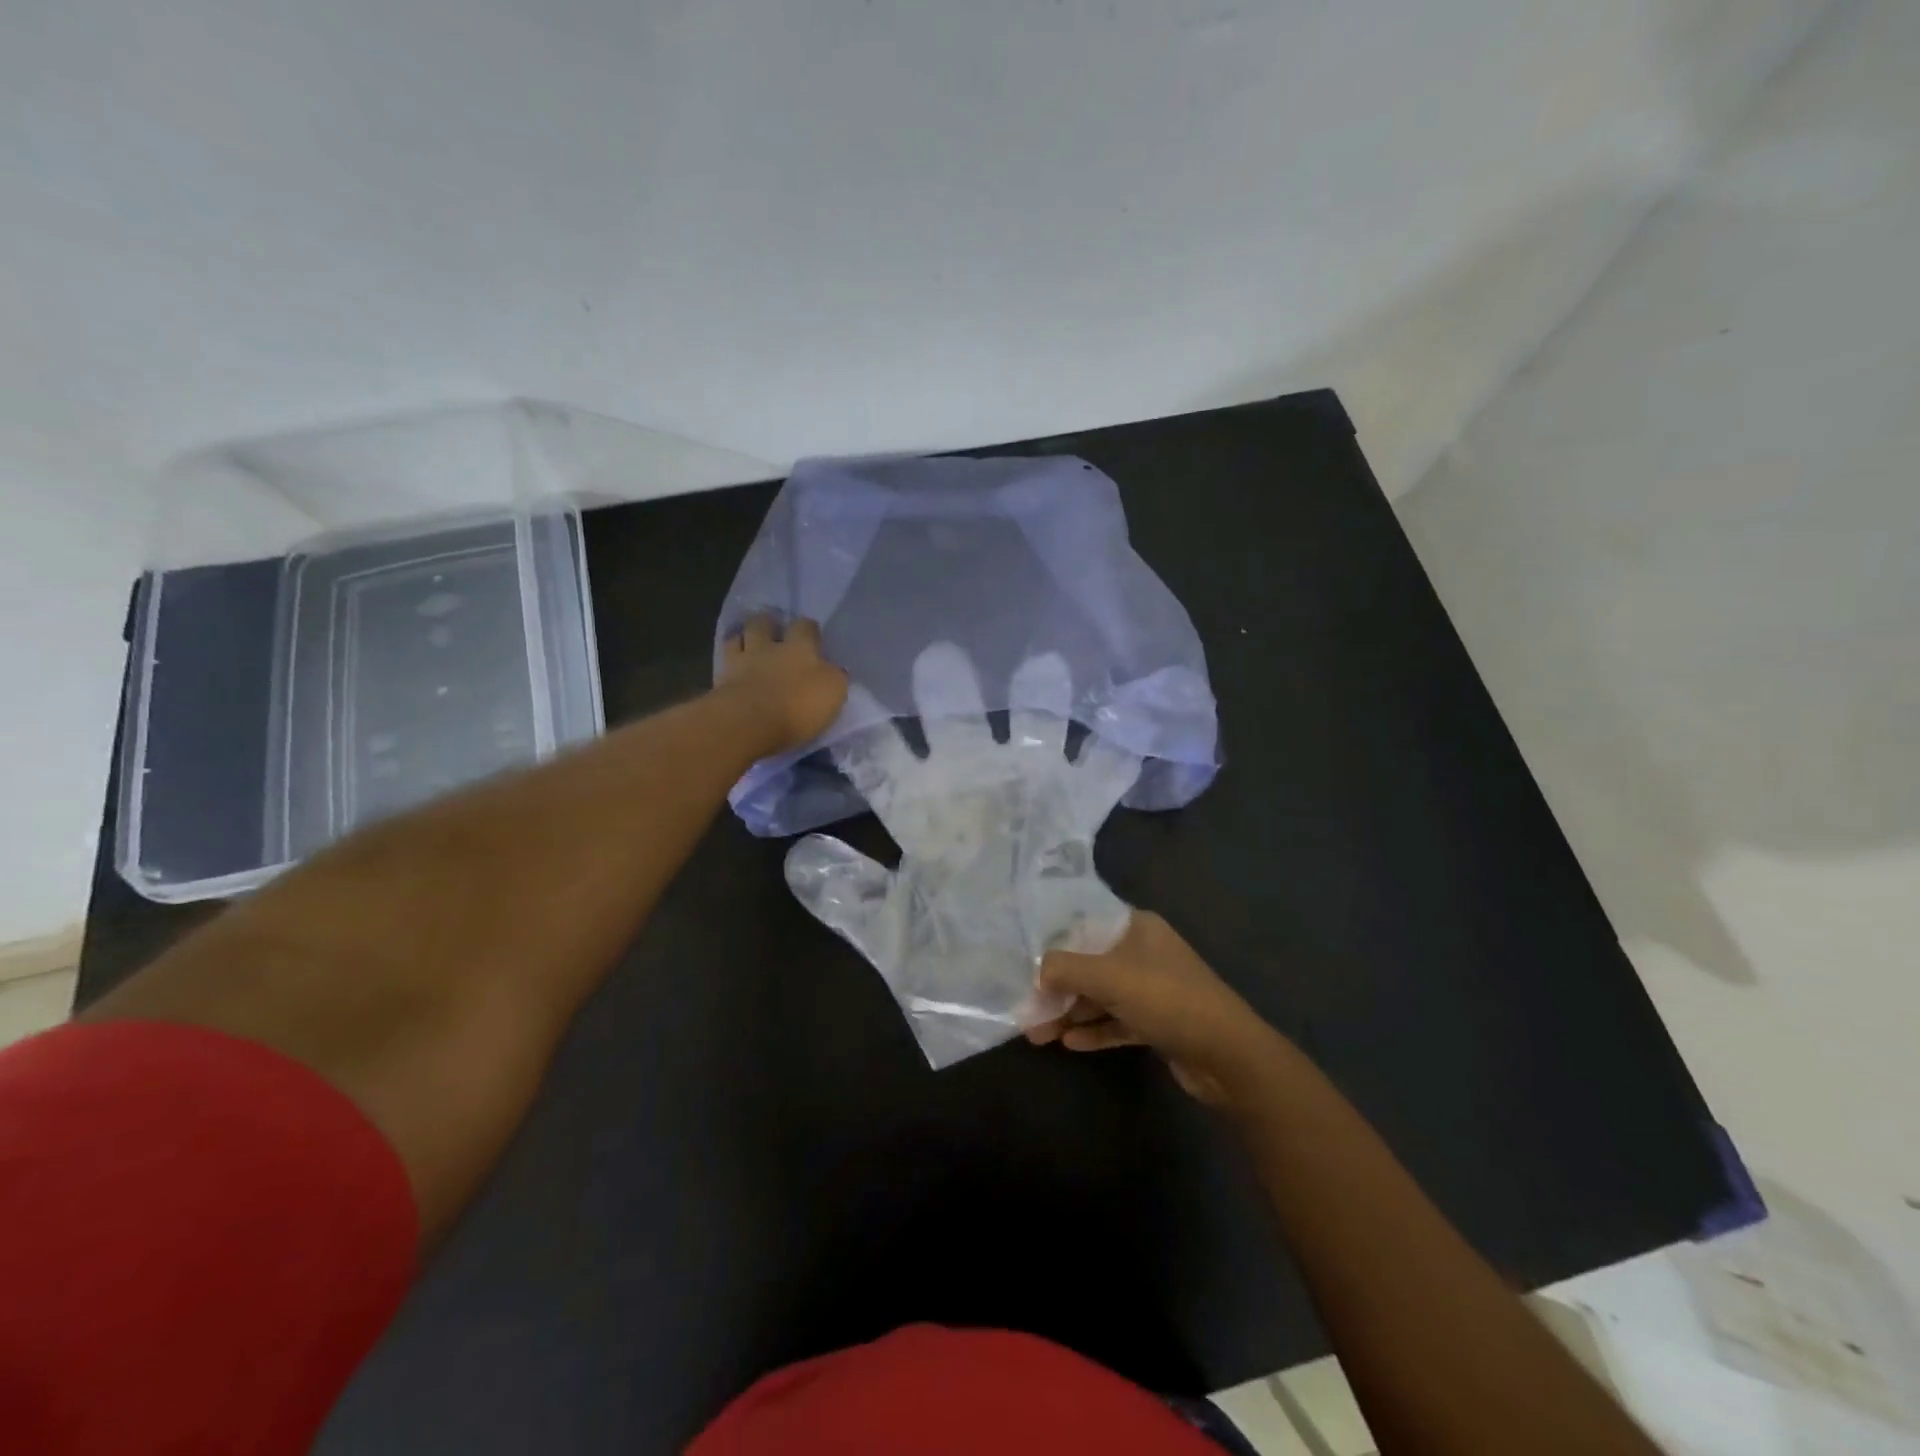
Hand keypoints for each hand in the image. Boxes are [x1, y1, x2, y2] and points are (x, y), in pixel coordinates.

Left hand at [716, 613, 848, 753]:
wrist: (748, 722)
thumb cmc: (798, 706)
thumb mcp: (833, 692)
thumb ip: (834, 677)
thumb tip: (834, 670)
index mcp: (801, 648)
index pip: (806, 627)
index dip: (808, 629)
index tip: (811, 636)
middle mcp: (769, 648)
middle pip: (765, 624)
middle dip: (769, 623)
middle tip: (772, 630)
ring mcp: (741, 662)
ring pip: (739, 637)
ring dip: (743, 637)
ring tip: (747, 642)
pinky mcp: (720, 682)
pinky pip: (723, 663)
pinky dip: (727, 662)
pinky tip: (731, 667)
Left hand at [784, 644, 1138, 1067]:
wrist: (1016, 975)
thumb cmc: (947, 952)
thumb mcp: (890, 932)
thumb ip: (849, 894)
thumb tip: (797, 859)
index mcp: (920, 810)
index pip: (886, 760)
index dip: (869, 729)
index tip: (850, 689)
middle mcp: (971, 787)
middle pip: (957, 727)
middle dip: (950, 692)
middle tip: (941, 653)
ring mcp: (1025, 793)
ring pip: (1031, 733)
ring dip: (1039, 702)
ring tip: (1045, 664)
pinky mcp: (1073, 812)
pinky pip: (1098, 777)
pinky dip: (1113, 752)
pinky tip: (1125, 720)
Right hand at [1025, 912, 1280, 1104]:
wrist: (1228, 1056)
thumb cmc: (1167, 999)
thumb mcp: (1109, 977)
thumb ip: (1066, 969)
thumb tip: (1037, 972)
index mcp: (1137, 928)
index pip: (1085, 925)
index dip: (1054, 943)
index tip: (1024, 961)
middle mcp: (1144, 952)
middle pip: (1090, 964)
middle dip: (1058, 988)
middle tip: (1026, 1010)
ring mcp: (1153, 989)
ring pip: (1101, 996)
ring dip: (1071, 1012)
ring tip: (1037, 1033)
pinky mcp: (1158, 1022)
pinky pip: (1117, 1021)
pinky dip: (1094, 1029)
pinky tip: (1068, 1043)